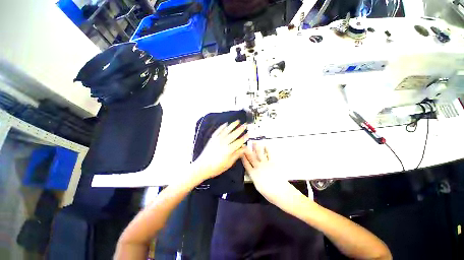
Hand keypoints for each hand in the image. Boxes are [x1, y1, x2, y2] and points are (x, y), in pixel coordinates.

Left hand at [194, 120, 247, 180]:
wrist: (202, 166)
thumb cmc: (216, 167)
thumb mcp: (229, 163)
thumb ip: (237, 154)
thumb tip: (244, 148)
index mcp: (229, 149)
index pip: (239, 141)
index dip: (245, 137)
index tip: (249, 134)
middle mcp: (224, 142)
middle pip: (234, 134)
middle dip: (240, 129)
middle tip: (245, 125)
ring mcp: (217, 139)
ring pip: (227, 130)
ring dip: (233, 125)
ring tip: (237, 121)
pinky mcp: (212, 139)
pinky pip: (218, 131)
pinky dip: (222, 127)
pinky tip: (225, 124)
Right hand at [242, 143, 295, 203]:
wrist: (280, 192)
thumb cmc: (268, 193)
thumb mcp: (257, 186)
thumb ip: (254, 177)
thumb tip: (252, 172)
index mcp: (253, 173)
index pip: (246, 164)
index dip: (243, 157)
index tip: (240, 152)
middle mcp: (258, 166)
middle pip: (251, 157)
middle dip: (247, 150)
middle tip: (245, 144)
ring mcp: (266, 163)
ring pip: (259, 153)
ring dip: (257, 147)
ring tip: (255, 142)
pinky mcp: (273, 162)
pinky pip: (269, 154)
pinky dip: (267, 150)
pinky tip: (266, 146)